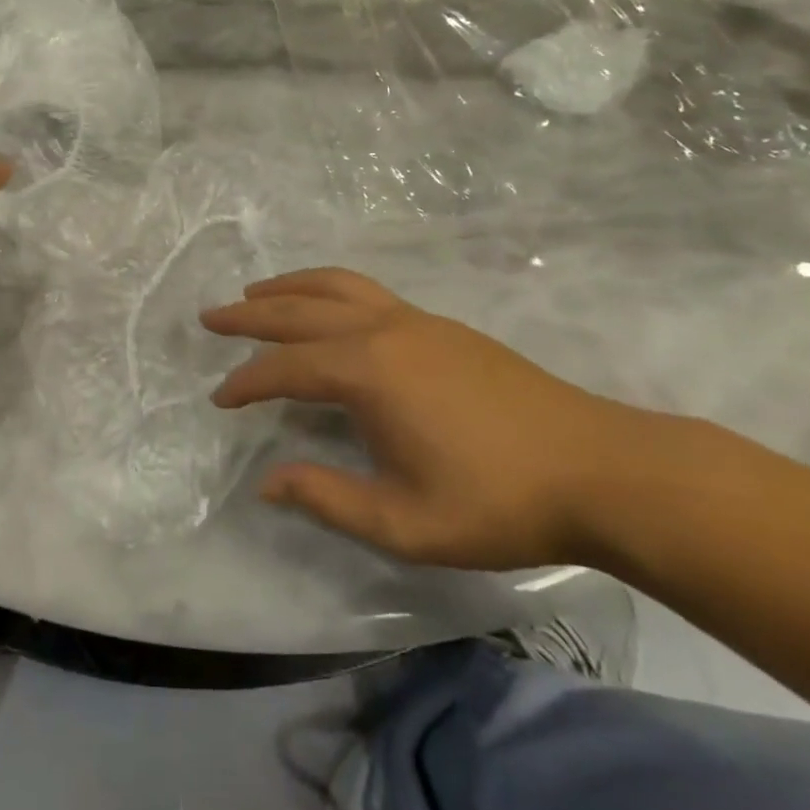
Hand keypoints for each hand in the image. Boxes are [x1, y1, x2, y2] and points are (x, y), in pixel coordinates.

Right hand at [204, 268, 660, 569]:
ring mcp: (414, 320)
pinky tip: (326, 308)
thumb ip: (328, 497)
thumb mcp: (405, 523)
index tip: (219, 399)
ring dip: (289, 287)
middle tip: (211, 317)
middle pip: (299, 311)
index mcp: (366, 372)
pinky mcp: (439, 325)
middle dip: (249, 315)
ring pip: (335, 286)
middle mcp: (381, 331)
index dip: (245, 383)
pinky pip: (366, 291)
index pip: (284, 368)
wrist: (598, 468)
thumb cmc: (497, 502)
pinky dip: (328, 289)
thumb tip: (268, 481)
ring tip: (256, 293)